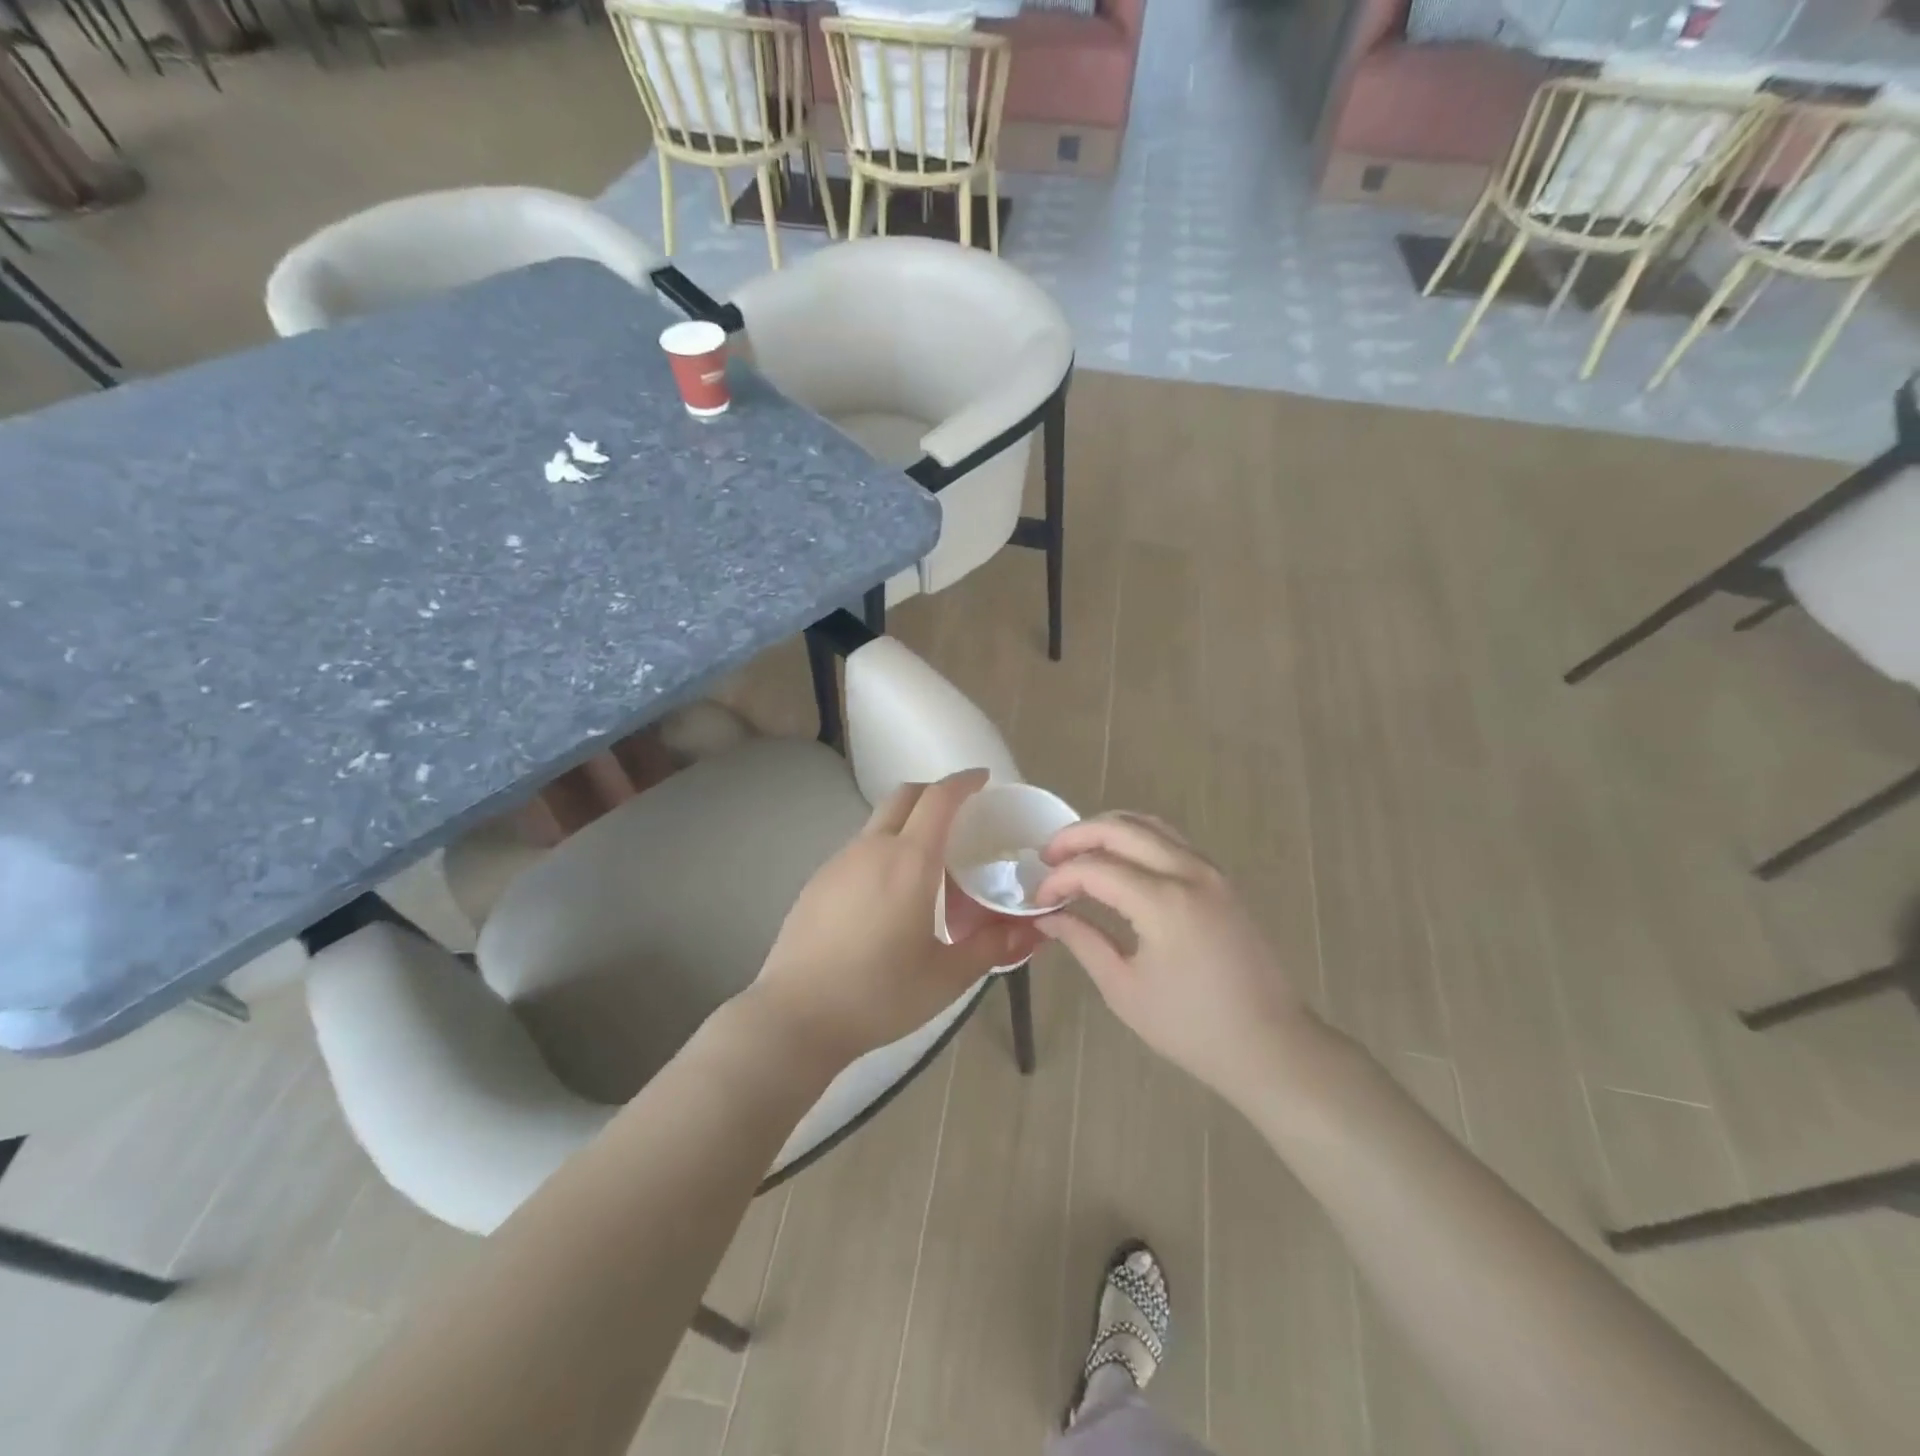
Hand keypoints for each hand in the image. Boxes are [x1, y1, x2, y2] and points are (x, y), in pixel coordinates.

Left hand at [751, 770, 1044, 1069]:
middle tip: (960, 813)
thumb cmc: (879, 995)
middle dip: (934, 792)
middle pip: (905, 796)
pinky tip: (889, 894)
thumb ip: (992, 947)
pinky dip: (883, 850)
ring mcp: (838, 862)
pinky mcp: (817, 882)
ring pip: (879, 823)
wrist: (796, 1016)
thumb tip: (1033, 931)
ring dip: (907, 823)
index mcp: (910, 861)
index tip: (983, 780)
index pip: (939, 798)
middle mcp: (872, 848)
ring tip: (928, 862)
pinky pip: (859, 849)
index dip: (963, 782)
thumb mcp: (946, 977)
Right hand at [1034, 813, 1321, 1107]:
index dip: (1059, 879)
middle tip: (1047, 858)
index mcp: (1163, 902)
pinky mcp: (1221, 879)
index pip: (1095, 868)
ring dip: (1107, 830)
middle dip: (1076, 836)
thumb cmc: (1191, 1027)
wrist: (1270, 1044)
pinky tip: (1118, 861)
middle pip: (1121, 828)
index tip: (1039, 900)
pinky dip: (1137, 838)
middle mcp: (1188, 872)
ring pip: (1149, 824)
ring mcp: (1210, 871)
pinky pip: (1171, 840)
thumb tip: (1047, 917)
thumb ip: (1083, 940)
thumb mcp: (1124, 988)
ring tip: (1077, 853)